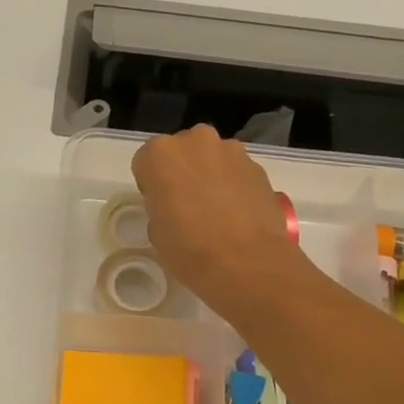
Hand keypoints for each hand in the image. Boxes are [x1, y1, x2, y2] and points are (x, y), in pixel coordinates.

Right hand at [131, 124, 303, 315]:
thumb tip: (175, 207)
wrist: (247, 262)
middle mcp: (195, 141)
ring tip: (215, 212)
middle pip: (181, 152)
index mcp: (160, 154)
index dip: (151, 186)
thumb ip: (160, 207)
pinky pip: (236, 172)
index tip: (159, 207)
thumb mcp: (156, 232)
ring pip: (211, 159)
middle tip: (186, 206)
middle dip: (182, 173)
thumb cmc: (189, 249)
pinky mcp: (257, 166)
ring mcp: (231, 150)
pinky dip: (233, 186)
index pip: (145, 162)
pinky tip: (236, 215)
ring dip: (209, 176)